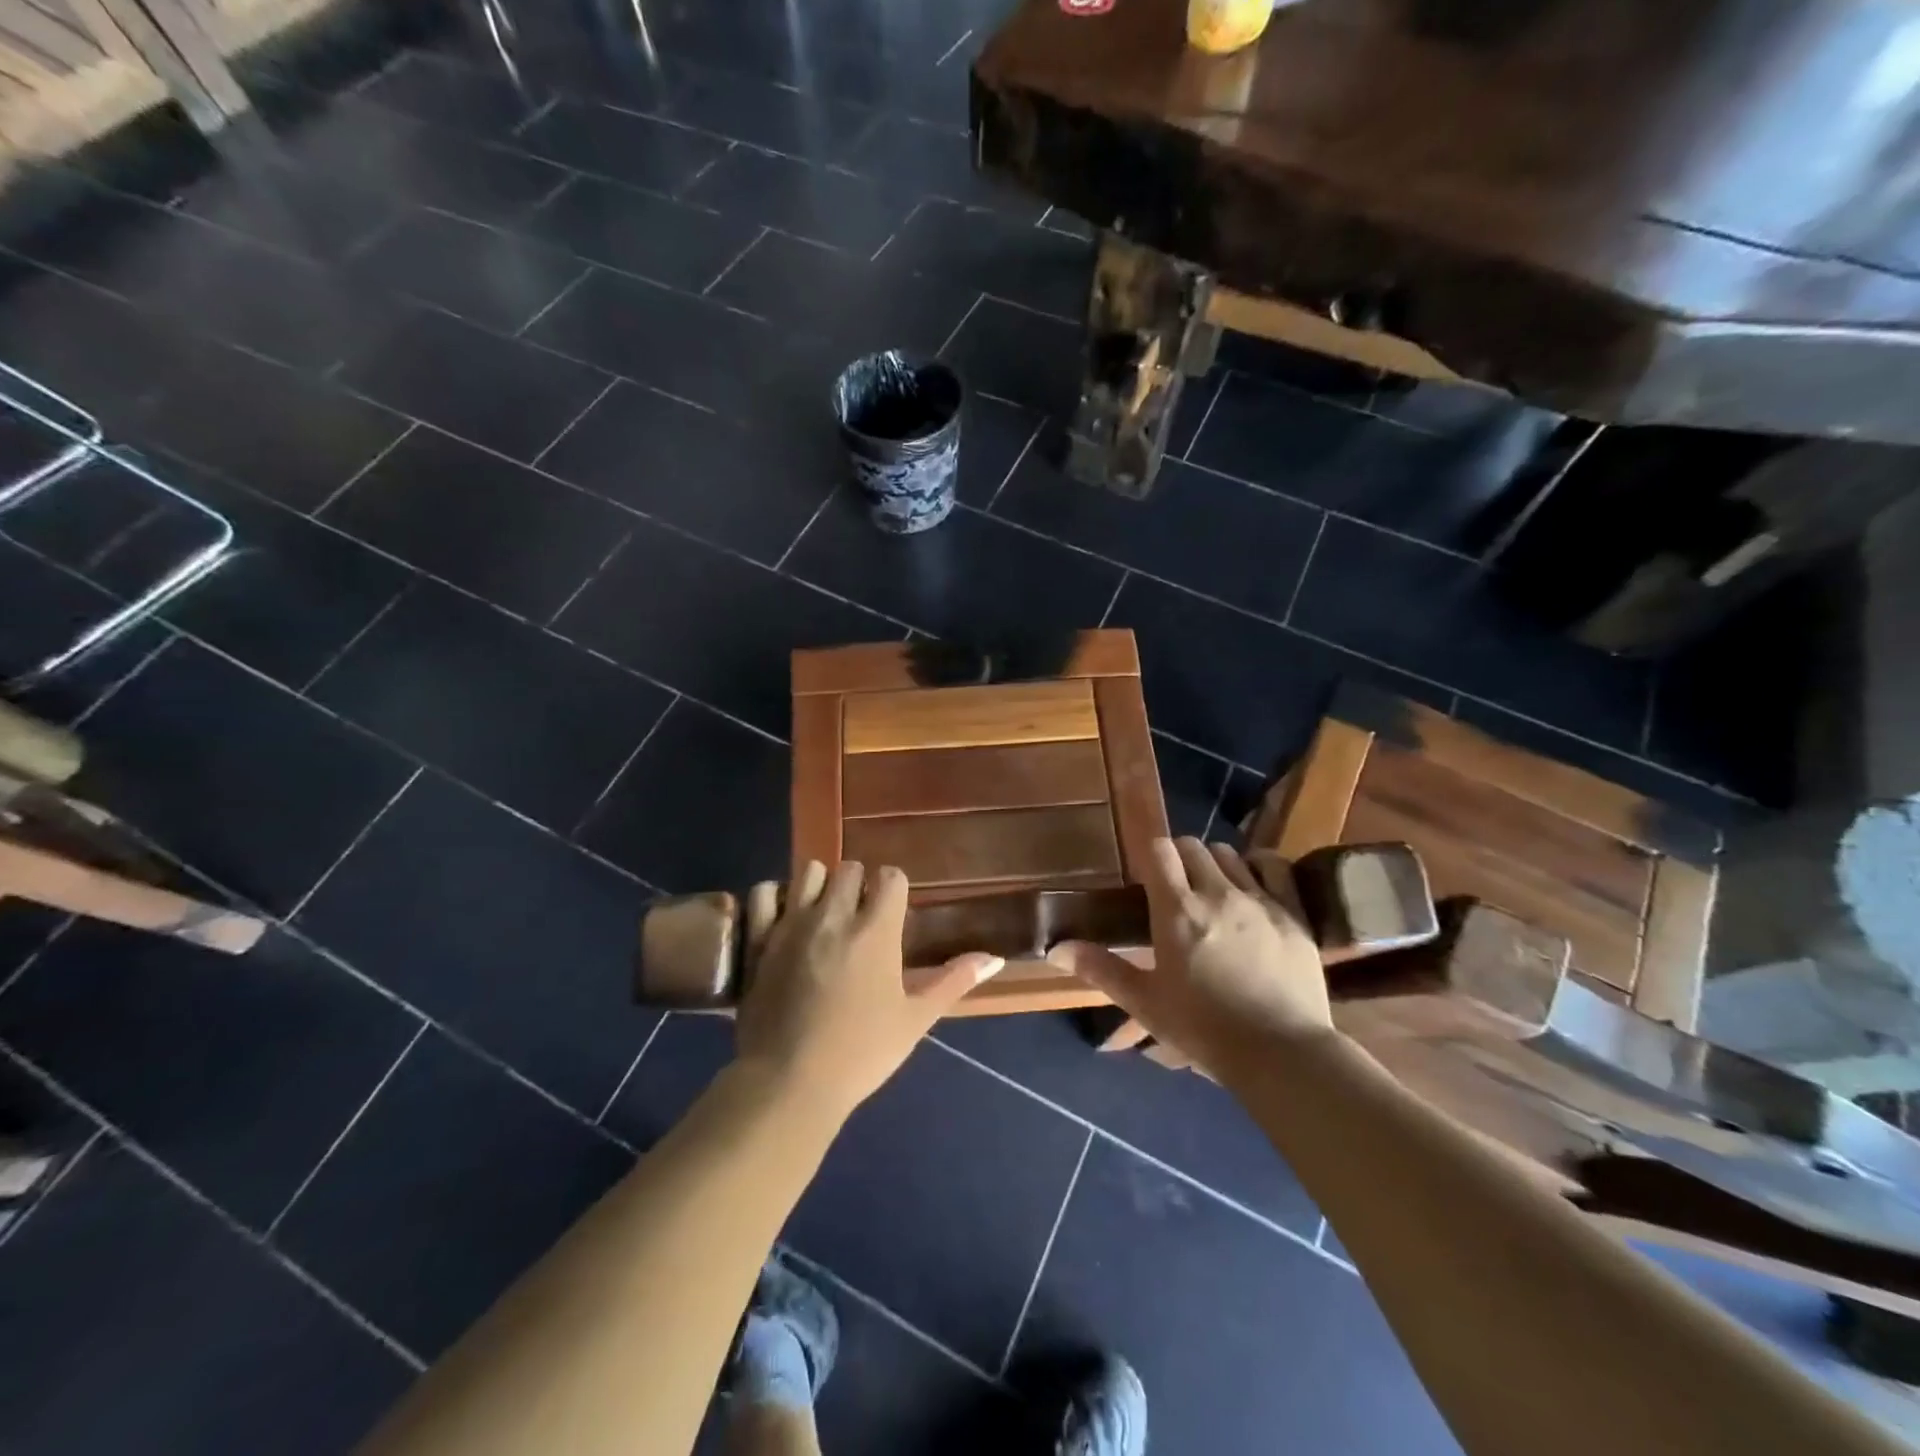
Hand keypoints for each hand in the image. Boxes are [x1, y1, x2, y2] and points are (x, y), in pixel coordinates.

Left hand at [733, 861, 1003, 1119]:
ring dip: (821, 885)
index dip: (894, 890)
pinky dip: (775, 896)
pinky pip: (764, 891)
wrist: (789, 1083)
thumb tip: (995, 958)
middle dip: (859, 886)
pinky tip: (784, 917)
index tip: (892, 915)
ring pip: (810, 871)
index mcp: (876, 931)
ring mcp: (792, 923)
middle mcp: (835, 915)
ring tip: (824, 915)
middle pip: (850, 869)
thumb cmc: (861, 1053)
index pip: (890, 877)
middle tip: (859, 919)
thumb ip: (954, 981)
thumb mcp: (915, 1020)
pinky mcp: (759, 938)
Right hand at [1050, 837, 1332, 1074]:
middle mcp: (1217, 893)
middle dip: (1179, 858)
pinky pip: (1273, 868)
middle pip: (1193, 846)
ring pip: (1229, 854)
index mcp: (1177, 911)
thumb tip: (1055, 948)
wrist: (1283, 1054)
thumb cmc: (1205, 1030)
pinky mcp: (1293, 913)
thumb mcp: (1146, 1003)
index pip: (1159, 850)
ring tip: (1212, 890)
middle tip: (1175, 888)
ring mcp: (1260, 899)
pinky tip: (1253, 885)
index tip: (1146, 877)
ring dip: (1214, 864)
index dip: (1149, 855)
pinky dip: (1258, 867)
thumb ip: (1101, 969)